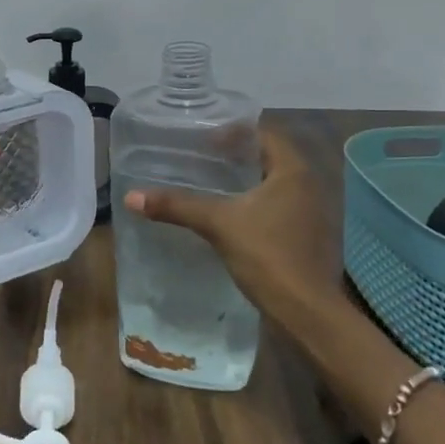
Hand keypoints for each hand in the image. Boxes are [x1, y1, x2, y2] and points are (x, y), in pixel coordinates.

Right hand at [123, 126, 338, 322]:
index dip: (235, 132)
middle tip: (204, 158)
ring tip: (214, 184)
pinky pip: (280, 206)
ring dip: (248, 181)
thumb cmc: (267, 255)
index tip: (205, 139)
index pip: (265, 134)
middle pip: (271, 157)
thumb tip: (131, 197)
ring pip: (276, 184)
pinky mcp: (309, 236)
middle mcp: (309, 185)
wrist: (306, 311)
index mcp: (293, 171)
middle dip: (238, 156)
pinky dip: (257, 203)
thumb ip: (177, 206)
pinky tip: (233, 216)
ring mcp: (313, 213)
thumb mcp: (218, 224)